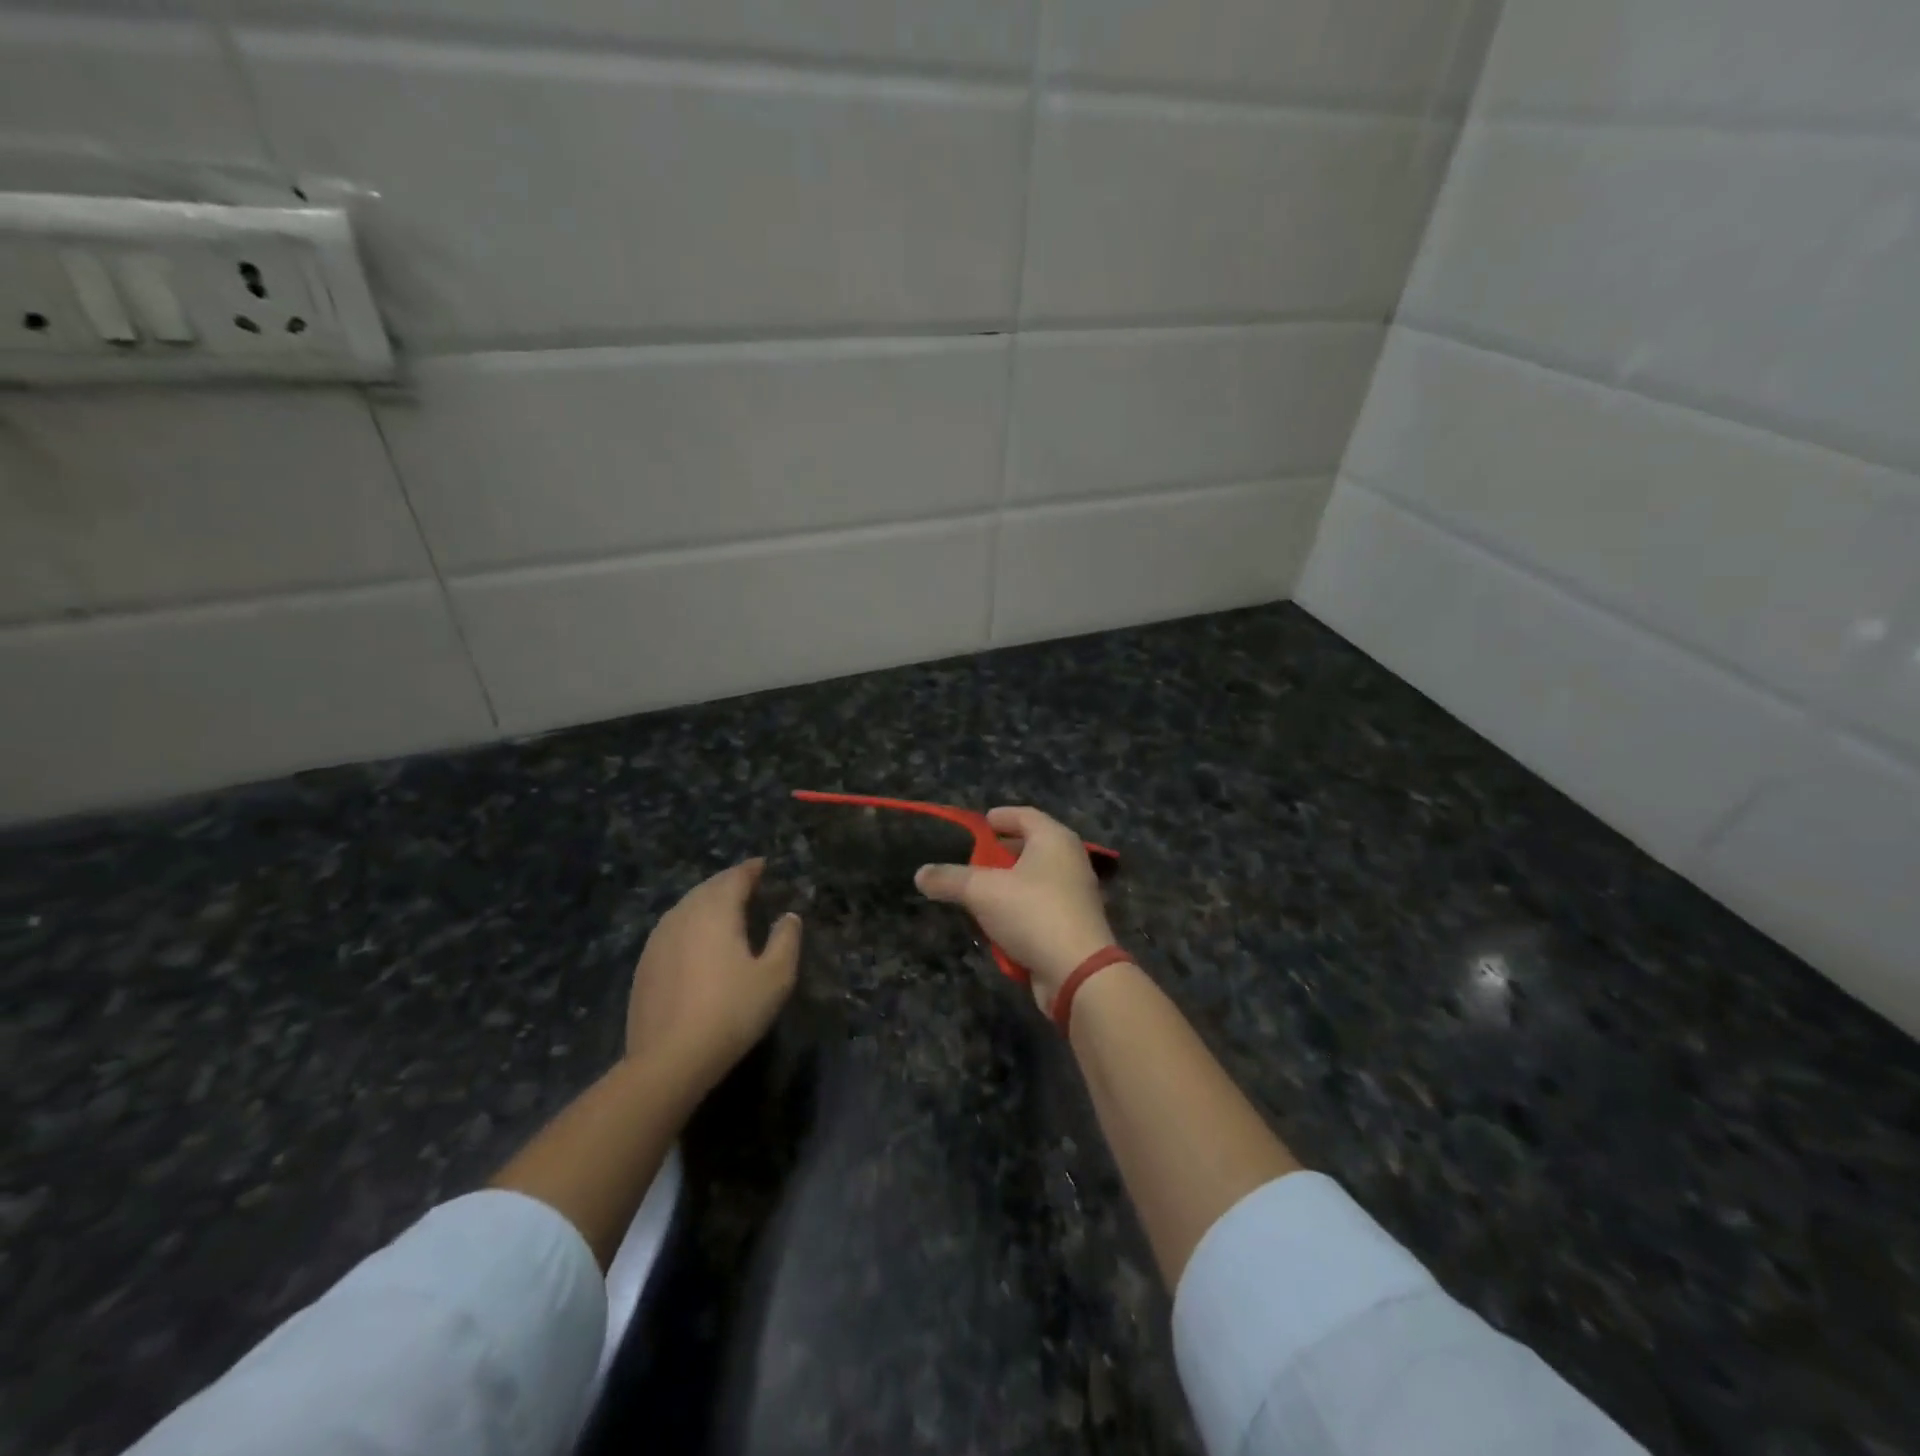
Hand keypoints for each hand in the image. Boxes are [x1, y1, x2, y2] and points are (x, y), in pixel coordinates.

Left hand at [625, 859, 800, 1091]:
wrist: (669, 1059)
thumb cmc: (731, 1012)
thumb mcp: (775, 977)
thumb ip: (786, 939)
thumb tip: (789, 916)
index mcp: (716, 911)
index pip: (734, 878)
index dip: (750, 869)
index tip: (762, 864)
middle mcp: (684, 915)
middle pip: (707, 888)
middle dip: (727, 882)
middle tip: (746, 882)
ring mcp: (658, 940)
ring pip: (685, 906)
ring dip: (706, 901)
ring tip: (723, 906)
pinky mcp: (645, 964)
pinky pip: (671, 928)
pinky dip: (689, 923)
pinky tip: (696, 939)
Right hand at [914, 806, 1116, 1009]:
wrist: (1078, 971)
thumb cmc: (1032, 913)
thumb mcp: (981, 892)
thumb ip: (949, 879)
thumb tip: (920, 874)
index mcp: (1054, 839)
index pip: (1024, 815)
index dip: (999, 818)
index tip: (978, 826)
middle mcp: (1070, 859)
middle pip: (1031, 846)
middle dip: (1000, 852)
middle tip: (973, 860)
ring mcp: (1076, 893)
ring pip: (1035, 878)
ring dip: (1008, 884)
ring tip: (979, 893)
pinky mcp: (1074, 923)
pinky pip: (1041, 905)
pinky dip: (1020, 908)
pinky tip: (998, 923)